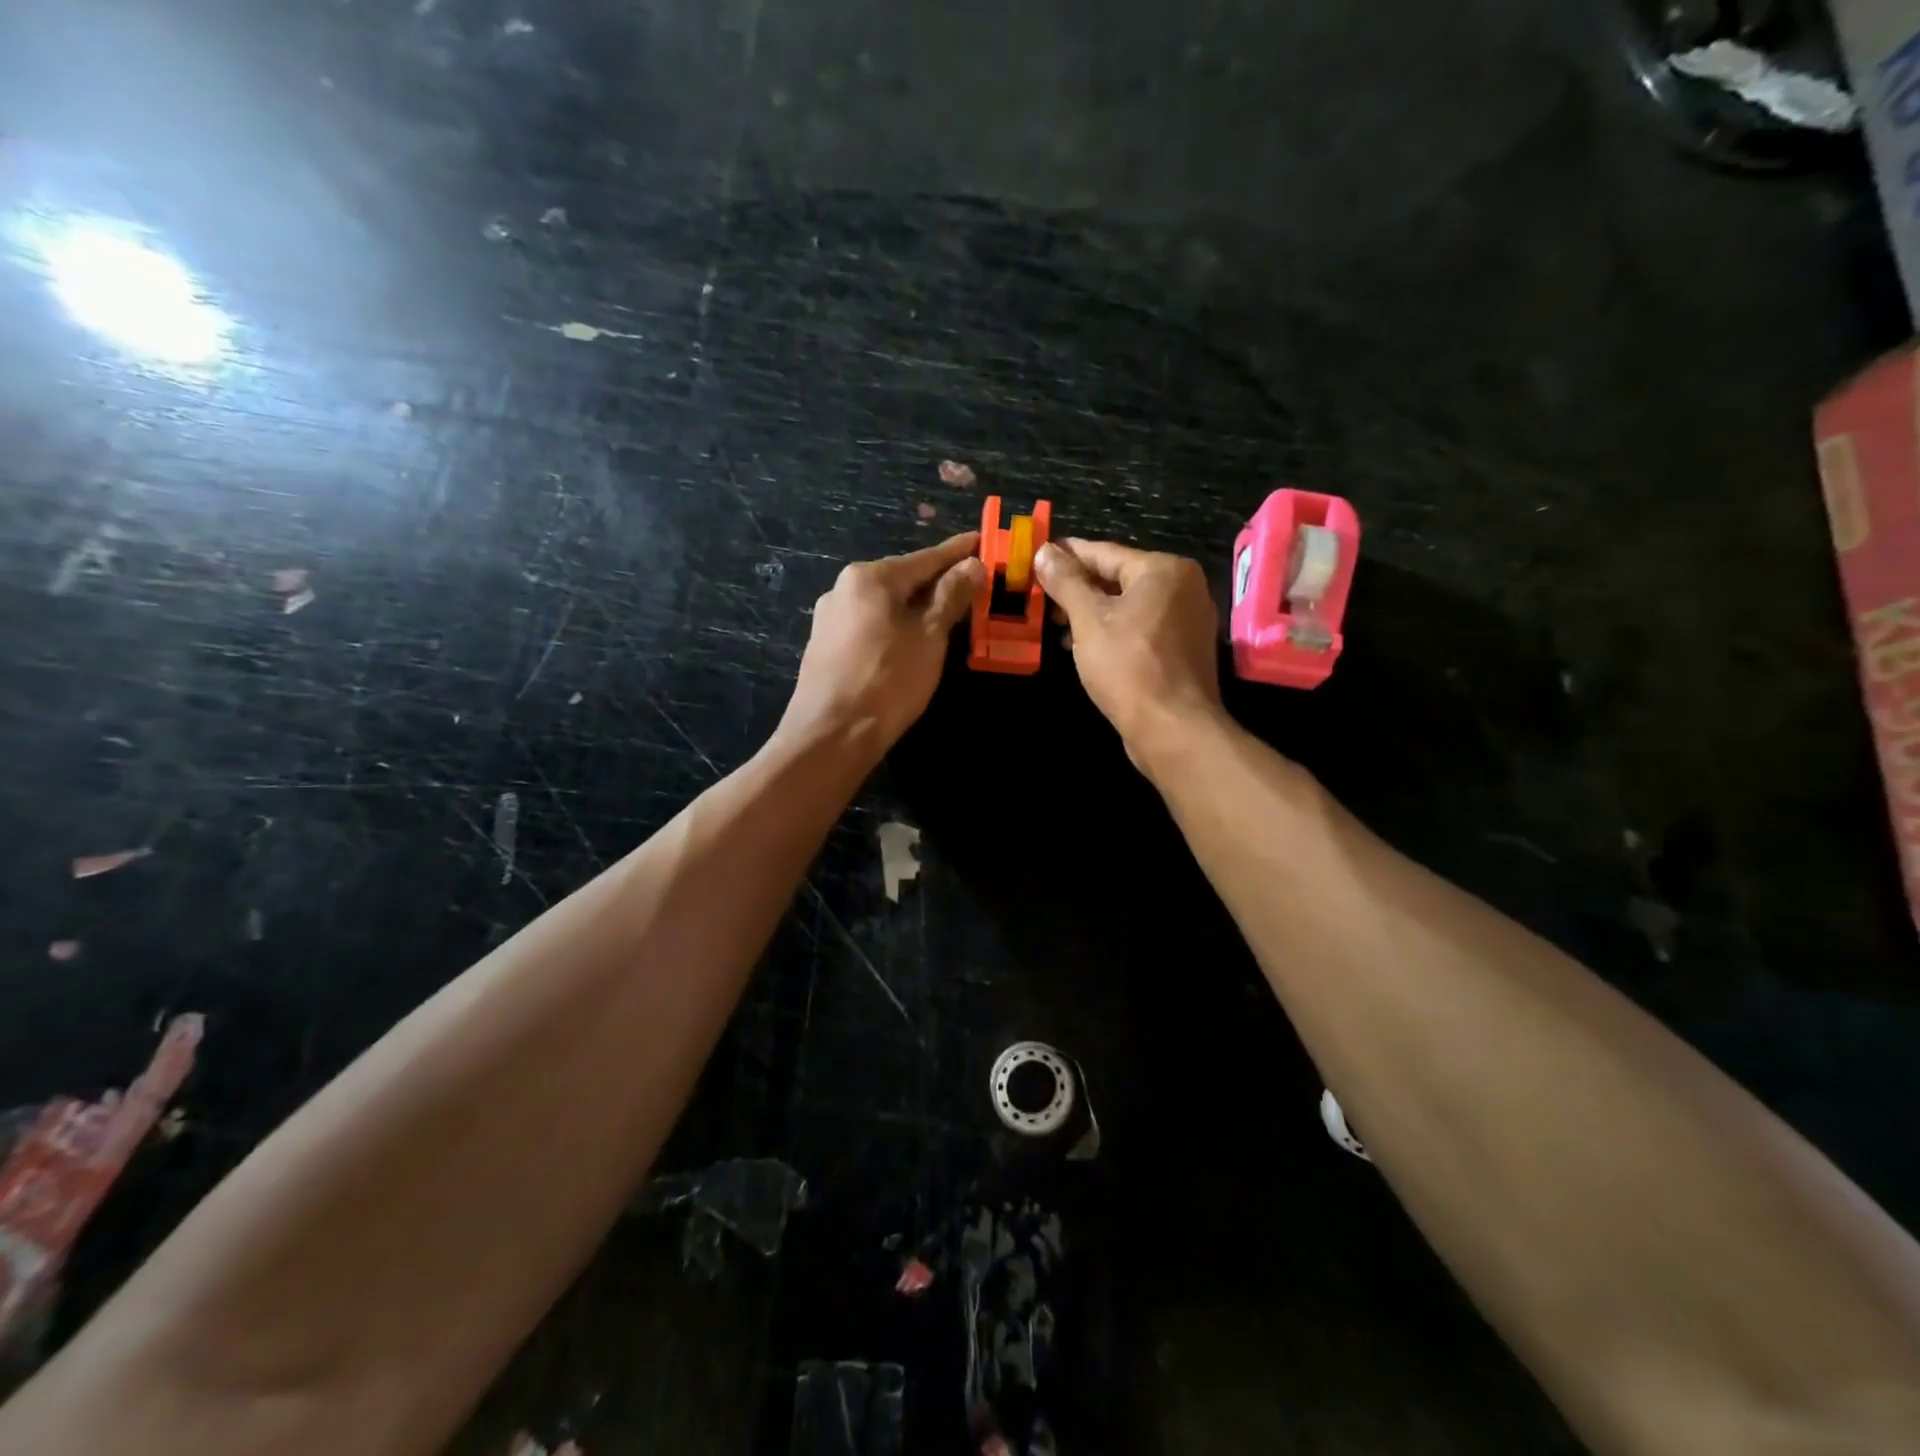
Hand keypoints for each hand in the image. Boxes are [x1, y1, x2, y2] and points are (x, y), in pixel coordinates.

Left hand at [780, 532, 984, 756]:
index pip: (925, 558)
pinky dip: (896, 626)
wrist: (831, 736)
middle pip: (902, 579)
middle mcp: (843, 588)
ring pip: (885, 604)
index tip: (983, 542)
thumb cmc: (888, 682)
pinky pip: (870, 625)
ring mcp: (829, 618)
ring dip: (916, 607)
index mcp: (869, 578)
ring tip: (948, 614)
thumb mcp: (929, 637)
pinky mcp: (825, 647)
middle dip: (937, 582)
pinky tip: (911, 640)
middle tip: (973, 584)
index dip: (958, 552)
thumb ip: (951, 596)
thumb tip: (973, 565)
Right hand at [1034, 538, 1223, 768]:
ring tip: (1056, 624)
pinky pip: (1141, 630)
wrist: (1173, 728)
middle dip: (1078, 588)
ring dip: (1092, 613)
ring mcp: (1188, 621)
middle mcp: (1183, 588)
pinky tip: (1084, 647)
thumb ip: (1065, 582)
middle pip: (1119, 578)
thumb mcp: (1088, 619)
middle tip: (1041, 596)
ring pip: (1129, 606)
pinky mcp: (1184, 652)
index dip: (1067, 554)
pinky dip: (1113, 633)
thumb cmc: (1128, 666)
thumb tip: (1044, 551)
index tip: (1038, 554)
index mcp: (1163, 570)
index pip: (1105, 552)